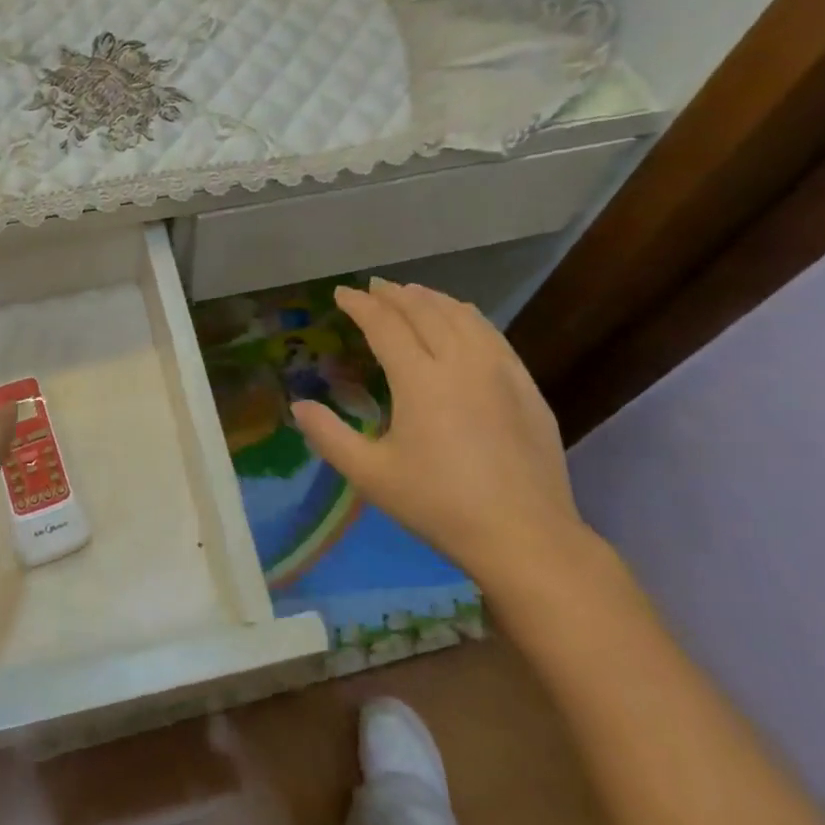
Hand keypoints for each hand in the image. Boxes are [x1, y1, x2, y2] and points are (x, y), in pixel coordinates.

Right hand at [291, 279, 585, 590]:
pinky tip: (463, 318)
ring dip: (431, 298)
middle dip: (394, 293)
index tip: (341, 293)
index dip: (360, 305)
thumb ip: (330, 436)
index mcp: (419, 379)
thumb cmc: (440, 504)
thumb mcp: (372, 476)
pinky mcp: (525, 385)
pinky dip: (467, 315)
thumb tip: (298, 406)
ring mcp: (499, 370)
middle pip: (424, 310)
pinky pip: (491, 333)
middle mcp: (460, 361)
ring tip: (412, 293)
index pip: (384, 324)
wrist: (526, 536)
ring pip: (461, 315)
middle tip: (373, 288)